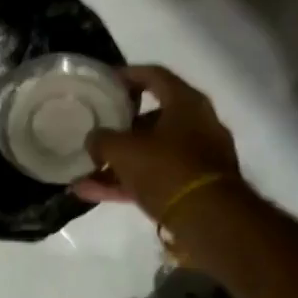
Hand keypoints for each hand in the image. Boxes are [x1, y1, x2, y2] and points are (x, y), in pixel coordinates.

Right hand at [71, 65, 242, 225]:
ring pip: (152, 152)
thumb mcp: (121, 149)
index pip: (154, 75)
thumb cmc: (167, 168)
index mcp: (186, 103)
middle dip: (120, 126)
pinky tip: (93, 193)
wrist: (212, 222)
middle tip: (96, 129)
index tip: (104, 82)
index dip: (126, 75)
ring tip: (85, 172)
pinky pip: (156, 178)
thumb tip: (94, 141)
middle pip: (153, 117)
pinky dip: (128, 183)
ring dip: (119, 162)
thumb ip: (101, 139)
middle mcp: (199, 125)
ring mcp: (200, 159)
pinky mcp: (197, 189)